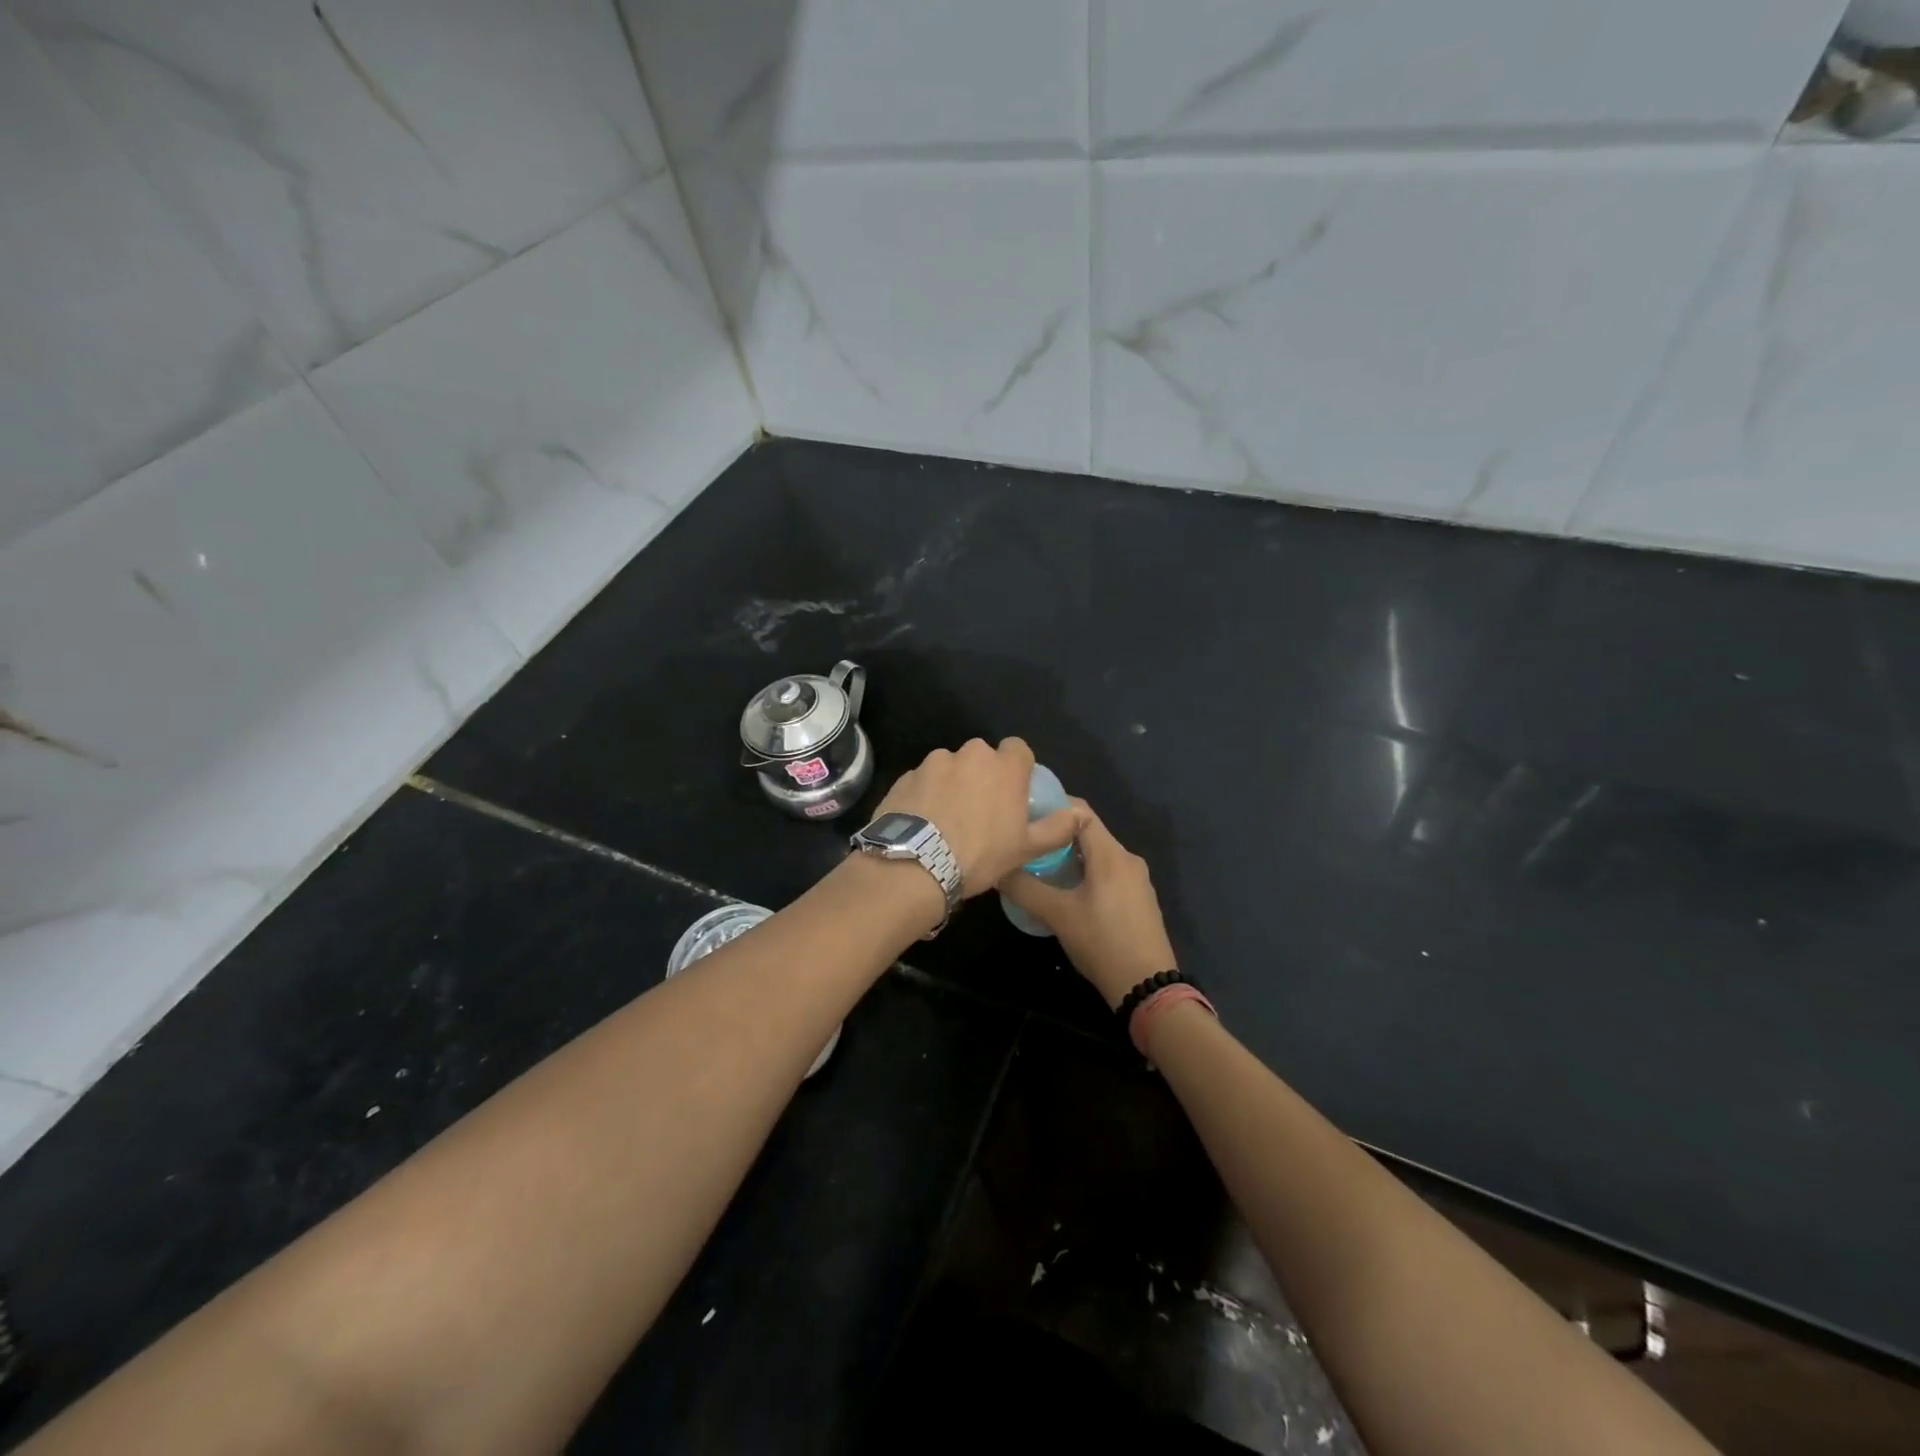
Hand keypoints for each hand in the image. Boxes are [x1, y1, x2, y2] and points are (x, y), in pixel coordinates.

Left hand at [869, 738, 1083, 896]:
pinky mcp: (905, 776)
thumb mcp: (1026, 848)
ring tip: (947, 819)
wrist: (915, 866)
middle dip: (982, 776)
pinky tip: (923, 822)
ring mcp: (933, 763)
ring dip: (952, 784)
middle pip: (982, 757)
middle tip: (980, 811)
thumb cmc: (980, 855)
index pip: (1018, 749)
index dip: (1017, 768)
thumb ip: (1058, 827)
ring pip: (950, 767)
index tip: (1013, 791)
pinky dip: (926, 794)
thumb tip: (1083, 814)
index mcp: (1003, 767)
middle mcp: (969, 754)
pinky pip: (923, 781)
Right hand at [997, 803, 1175, 1007]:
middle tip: (1026, 844)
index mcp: (1111, 854)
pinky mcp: (1138, 900)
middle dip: (1056, 835)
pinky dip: (1084, 874)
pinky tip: (1065, 893)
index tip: (1025, 815)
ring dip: (1069, 857)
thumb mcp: (1057, 915)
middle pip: (1088, 832)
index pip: (1080, 811)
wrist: (1147, 987)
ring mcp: (1137, 881)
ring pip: (1097, 855)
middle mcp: (1128, 859)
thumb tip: (997, 868)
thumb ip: (1024, 888)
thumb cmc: (1102, 942)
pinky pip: (1107, 874)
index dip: (1053, 806)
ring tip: (1039, 868)